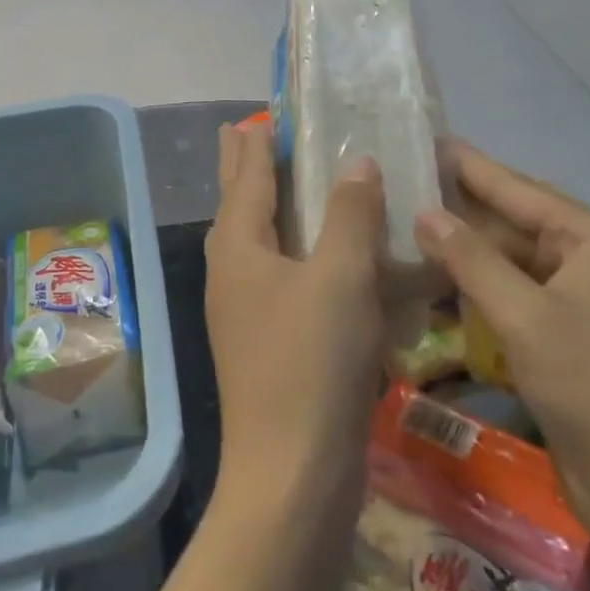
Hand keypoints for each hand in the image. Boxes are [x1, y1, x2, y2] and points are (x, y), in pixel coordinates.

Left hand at [206, 121, 386, 523]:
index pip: (247, 176)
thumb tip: (357, 163)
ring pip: (258, 240)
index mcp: (238, 246)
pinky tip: (319, 256)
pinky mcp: (266, 342)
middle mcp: (232, 271)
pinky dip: (294, 250)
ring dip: (269, 206)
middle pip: (238, 203)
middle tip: (246, 131)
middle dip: (244, 166)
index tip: (262, 114)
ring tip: (286, 183)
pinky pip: (279, 275)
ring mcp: (245, 311)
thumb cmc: (312, 362)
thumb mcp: (341, 277)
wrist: (293, 476)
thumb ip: (350, 214)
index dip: (256, 142)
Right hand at [413, 141, 589, 531]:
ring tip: (409, 233)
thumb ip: (473, 260)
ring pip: (512, 266)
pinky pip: (516, 303)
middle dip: (462, 210)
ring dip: (466, 255)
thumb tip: (425, 212)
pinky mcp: (571, 345)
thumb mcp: (528, 318)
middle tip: (405, 187)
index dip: (471, 166)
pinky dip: (480, 295)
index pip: (519, 189)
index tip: (428, 140)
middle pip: (515, 224)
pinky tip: (438, 290)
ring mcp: (582, 307)